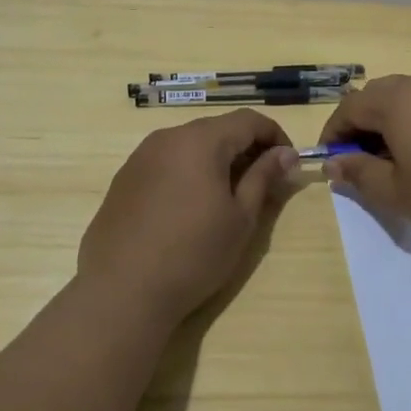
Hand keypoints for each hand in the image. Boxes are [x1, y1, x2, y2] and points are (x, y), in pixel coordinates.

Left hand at [78, 110, 297, 323]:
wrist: (122, 291)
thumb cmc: (194, 254)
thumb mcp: (240, 218)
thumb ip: (263, 177)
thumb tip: (285, 153)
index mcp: (200, 140)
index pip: (248, 120)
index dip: (275, 136)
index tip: (288, 164)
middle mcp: (167, 137)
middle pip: (217, 129)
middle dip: (245, 148)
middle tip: (263, 182)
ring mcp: (140, 157)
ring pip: (189, 146)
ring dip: (215, 161)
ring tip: (227, 197)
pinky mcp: (123, 179)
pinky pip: (165, 163)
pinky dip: (187, 173)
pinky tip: (189, 209)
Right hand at [317, 73, 410, 245]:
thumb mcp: (397, 193)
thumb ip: (359, 173)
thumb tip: (333, 162)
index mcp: (396, 100)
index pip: (348, 107)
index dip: (333, 134)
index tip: (331, 162)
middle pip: (376, 97)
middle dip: (360, 127)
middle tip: (362, 163)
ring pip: (406, 99)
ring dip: (390, 125)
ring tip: (397, 163)